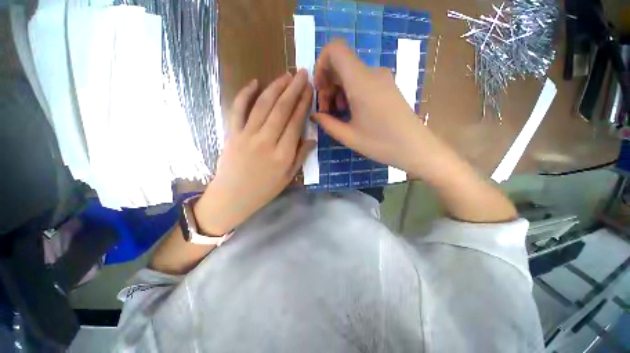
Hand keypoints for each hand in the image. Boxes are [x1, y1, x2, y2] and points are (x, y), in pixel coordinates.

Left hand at [194, 70, 314, 234]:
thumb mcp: (288, 177)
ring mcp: (247, 135)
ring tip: (286, 75)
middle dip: (293, 89)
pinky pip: (238, 109)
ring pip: (263, 105)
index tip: (309, 90)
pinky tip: (254, 82)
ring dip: (275, 87)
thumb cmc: (264, 191)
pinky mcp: (232, 133)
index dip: (303, 104)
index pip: (295, 123)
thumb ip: (300, 157)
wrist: (232, 197)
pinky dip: (245, 94)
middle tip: (302, 74)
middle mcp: (266, 141)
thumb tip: (312, 139)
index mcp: (283, 154)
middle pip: (281, 109)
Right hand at [313, 41, 516, 222]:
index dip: (321, 65)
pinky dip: (351, 92)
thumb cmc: (380, 143)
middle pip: (341, 65)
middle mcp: (372, 73)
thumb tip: (315, 115)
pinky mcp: (387, 86)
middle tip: (326, 111)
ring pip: (351, 74)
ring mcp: (382, 78)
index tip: (320, 89)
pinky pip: (362, 81)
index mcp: (360, 82)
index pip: (335, 50)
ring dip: (338, 91)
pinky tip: (352, 112)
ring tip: (338, 114)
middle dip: (328, 85)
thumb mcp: (348, 136)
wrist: (415, 148)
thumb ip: (327, 123)